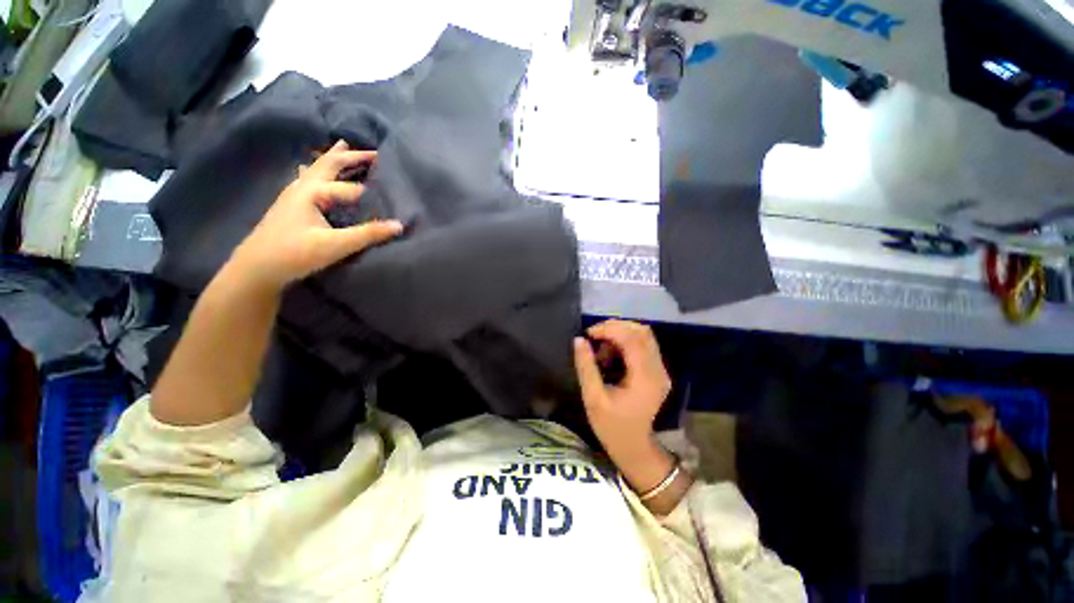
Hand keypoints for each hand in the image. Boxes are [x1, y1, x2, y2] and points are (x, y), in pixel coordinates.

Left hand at [228, 140, 402, 291]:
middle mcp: (302, 187)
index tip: (394, 186)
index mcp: (313, 192)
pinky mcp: (291, 205)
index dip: (374, 192)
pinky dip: (317, 171)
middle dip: (352, 157)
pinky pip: (308, 179)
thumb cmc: (295, 254)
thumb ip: (368, 234)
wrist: (257, 268)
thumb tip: (400, 225)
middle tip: (374, 152)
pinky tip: (308, 169)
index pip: (352, 189)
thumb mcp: (336, 245)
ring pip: (317, 169)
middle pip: (329, 164)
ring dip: (333, 159)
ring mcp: (294, 194)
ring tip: (343, 147)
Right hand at [573, 320, 671, 459]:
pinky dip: (625, 342)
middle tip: (594, 337)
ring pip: (643, 335)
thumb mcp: (593, 398)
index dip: (609, 329)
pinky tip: (611, 355)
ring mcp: (661, 370)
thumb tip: (579, 340)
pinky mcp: (658, 371)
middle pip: (641, 331)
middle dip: (615, 327)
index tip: (588, 334)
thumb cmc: (611, 427)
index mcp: (644, 378)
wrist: (634, 447)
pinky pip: (643, 345)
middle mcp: (658, 370)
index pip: (632, 338)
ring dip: (620, 334)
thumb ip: (586, 367)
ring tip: (601, 349)